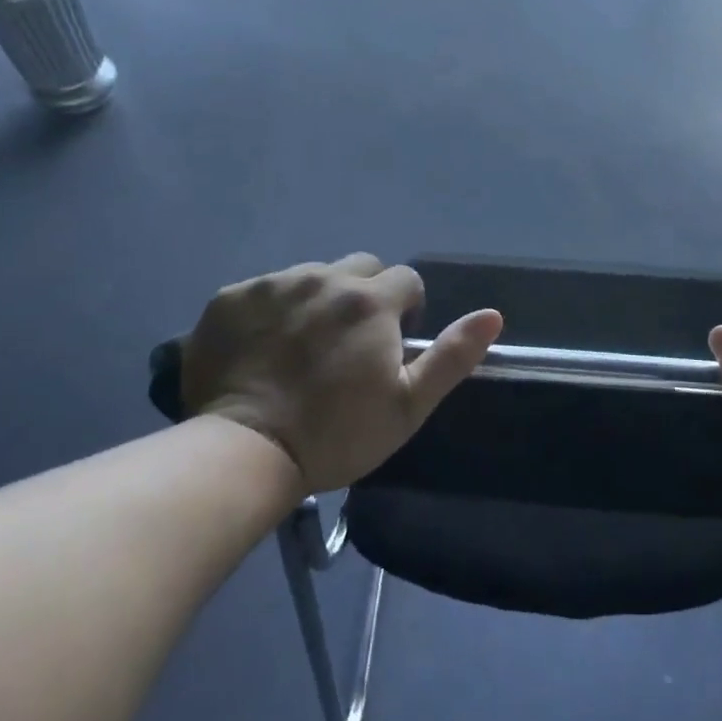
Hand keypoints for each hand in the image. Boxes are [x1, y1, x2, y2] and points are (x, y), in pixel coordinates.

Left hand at [179, 254, 502, 493]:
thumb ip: (452, 355)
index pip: (406, 281)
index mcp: (371, 301)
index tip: (391, 346)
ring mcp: (272, 284)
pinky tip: (262, 349)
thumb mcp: (408, 404)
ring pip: (311, 275)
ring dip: (318, 299)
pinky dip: (271, 310)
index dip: (407, 311)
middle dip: (366, 295)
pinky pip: (264, 290)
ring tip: (303, 347)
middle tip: (350, 342)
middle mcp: (323, 278)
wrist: (244, 453)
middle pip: (360, 267)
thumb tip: (492, 315)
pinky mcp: (229, 298)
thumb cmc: (336, 434)